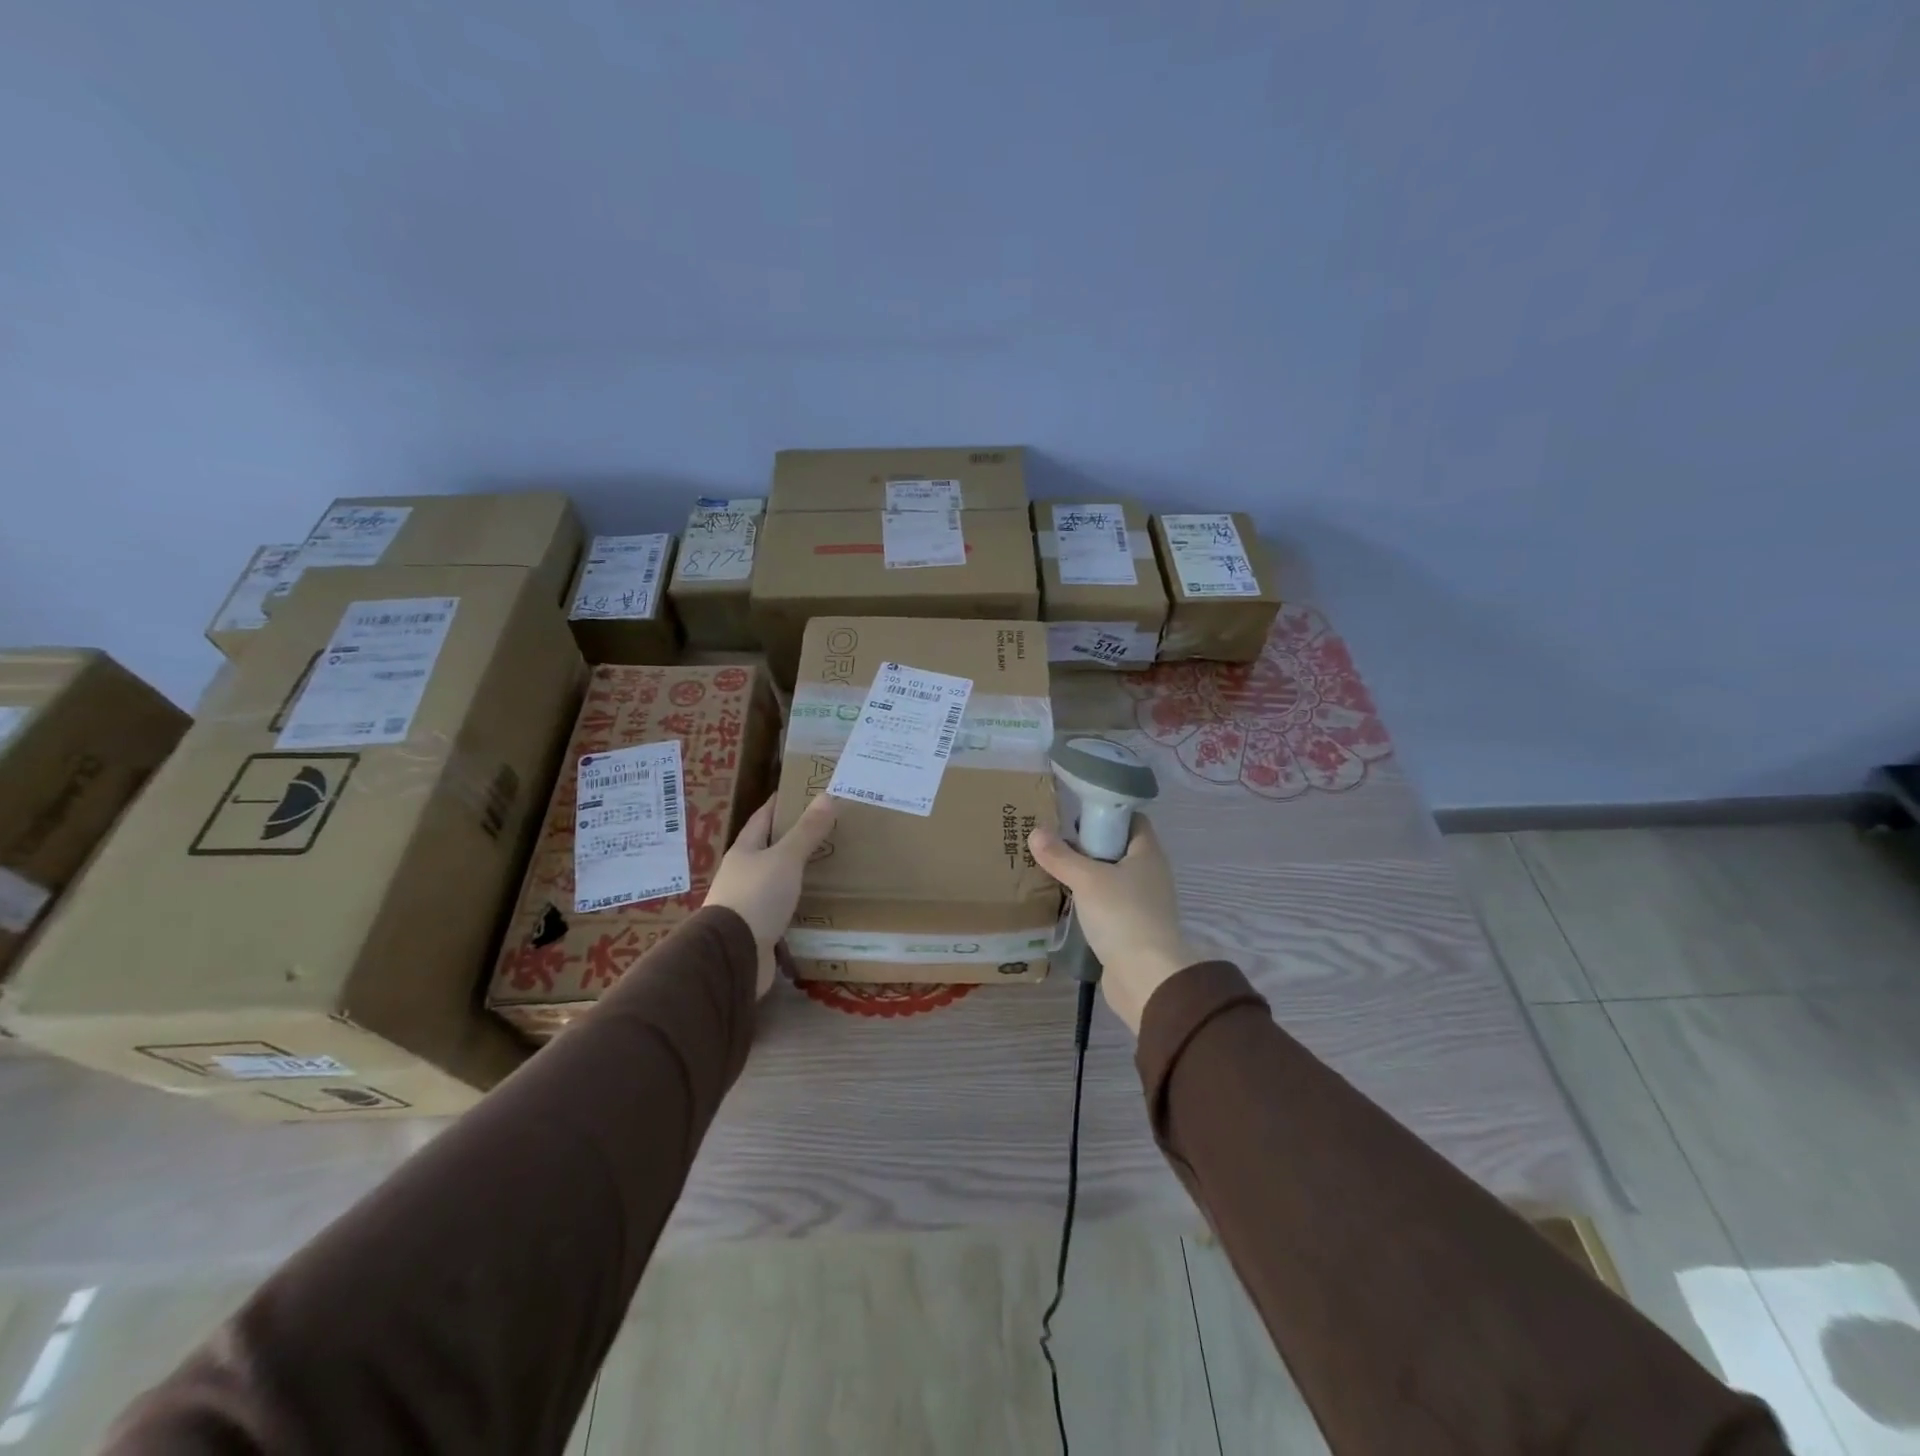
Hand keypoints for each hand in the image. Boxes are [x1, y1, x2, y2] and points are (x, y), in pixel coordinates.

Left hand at [706, 794, 837, 998]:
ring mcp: (749, 904)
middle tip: (826, 828)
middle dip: (793, 839)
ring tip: (829, 865)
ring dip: (797, 874)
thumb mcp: (785, 859)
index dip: (779, 804)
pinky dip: (800, 904)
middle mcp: (743, 875)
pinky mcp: (759, 931)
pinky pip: (783, 910)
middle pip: (769, 850)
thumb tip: (827, 796)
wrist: (733, 955)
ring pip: (777, 881)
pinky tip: (819, 904)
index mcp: (744, 852)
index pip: (761, 819)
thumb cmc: (756, 897)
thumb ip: (806, 831)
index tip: (800, 792)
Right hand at [1028, 817, 1198, 1034]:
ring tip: (1053, 871)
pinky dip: (1090, 902)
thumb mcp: (1086, 880)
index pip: (1132, 820)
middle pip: (1118, 849)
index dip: (1106, 813)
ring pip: (1111, 879)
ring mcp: (1143, 904)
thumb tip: (1036, 832)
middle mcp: (1150, 874)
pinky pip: (1108, 906)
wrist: (1146, 978)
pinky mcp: (1133, 929)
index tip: (1074, 816)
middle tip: (1053, 844)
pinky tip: (1066, 904)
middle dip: (1088, 846)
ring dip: (1086, 876)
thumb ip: (1060, 856)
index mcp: (1148, 854)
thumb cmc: (1122, 916)